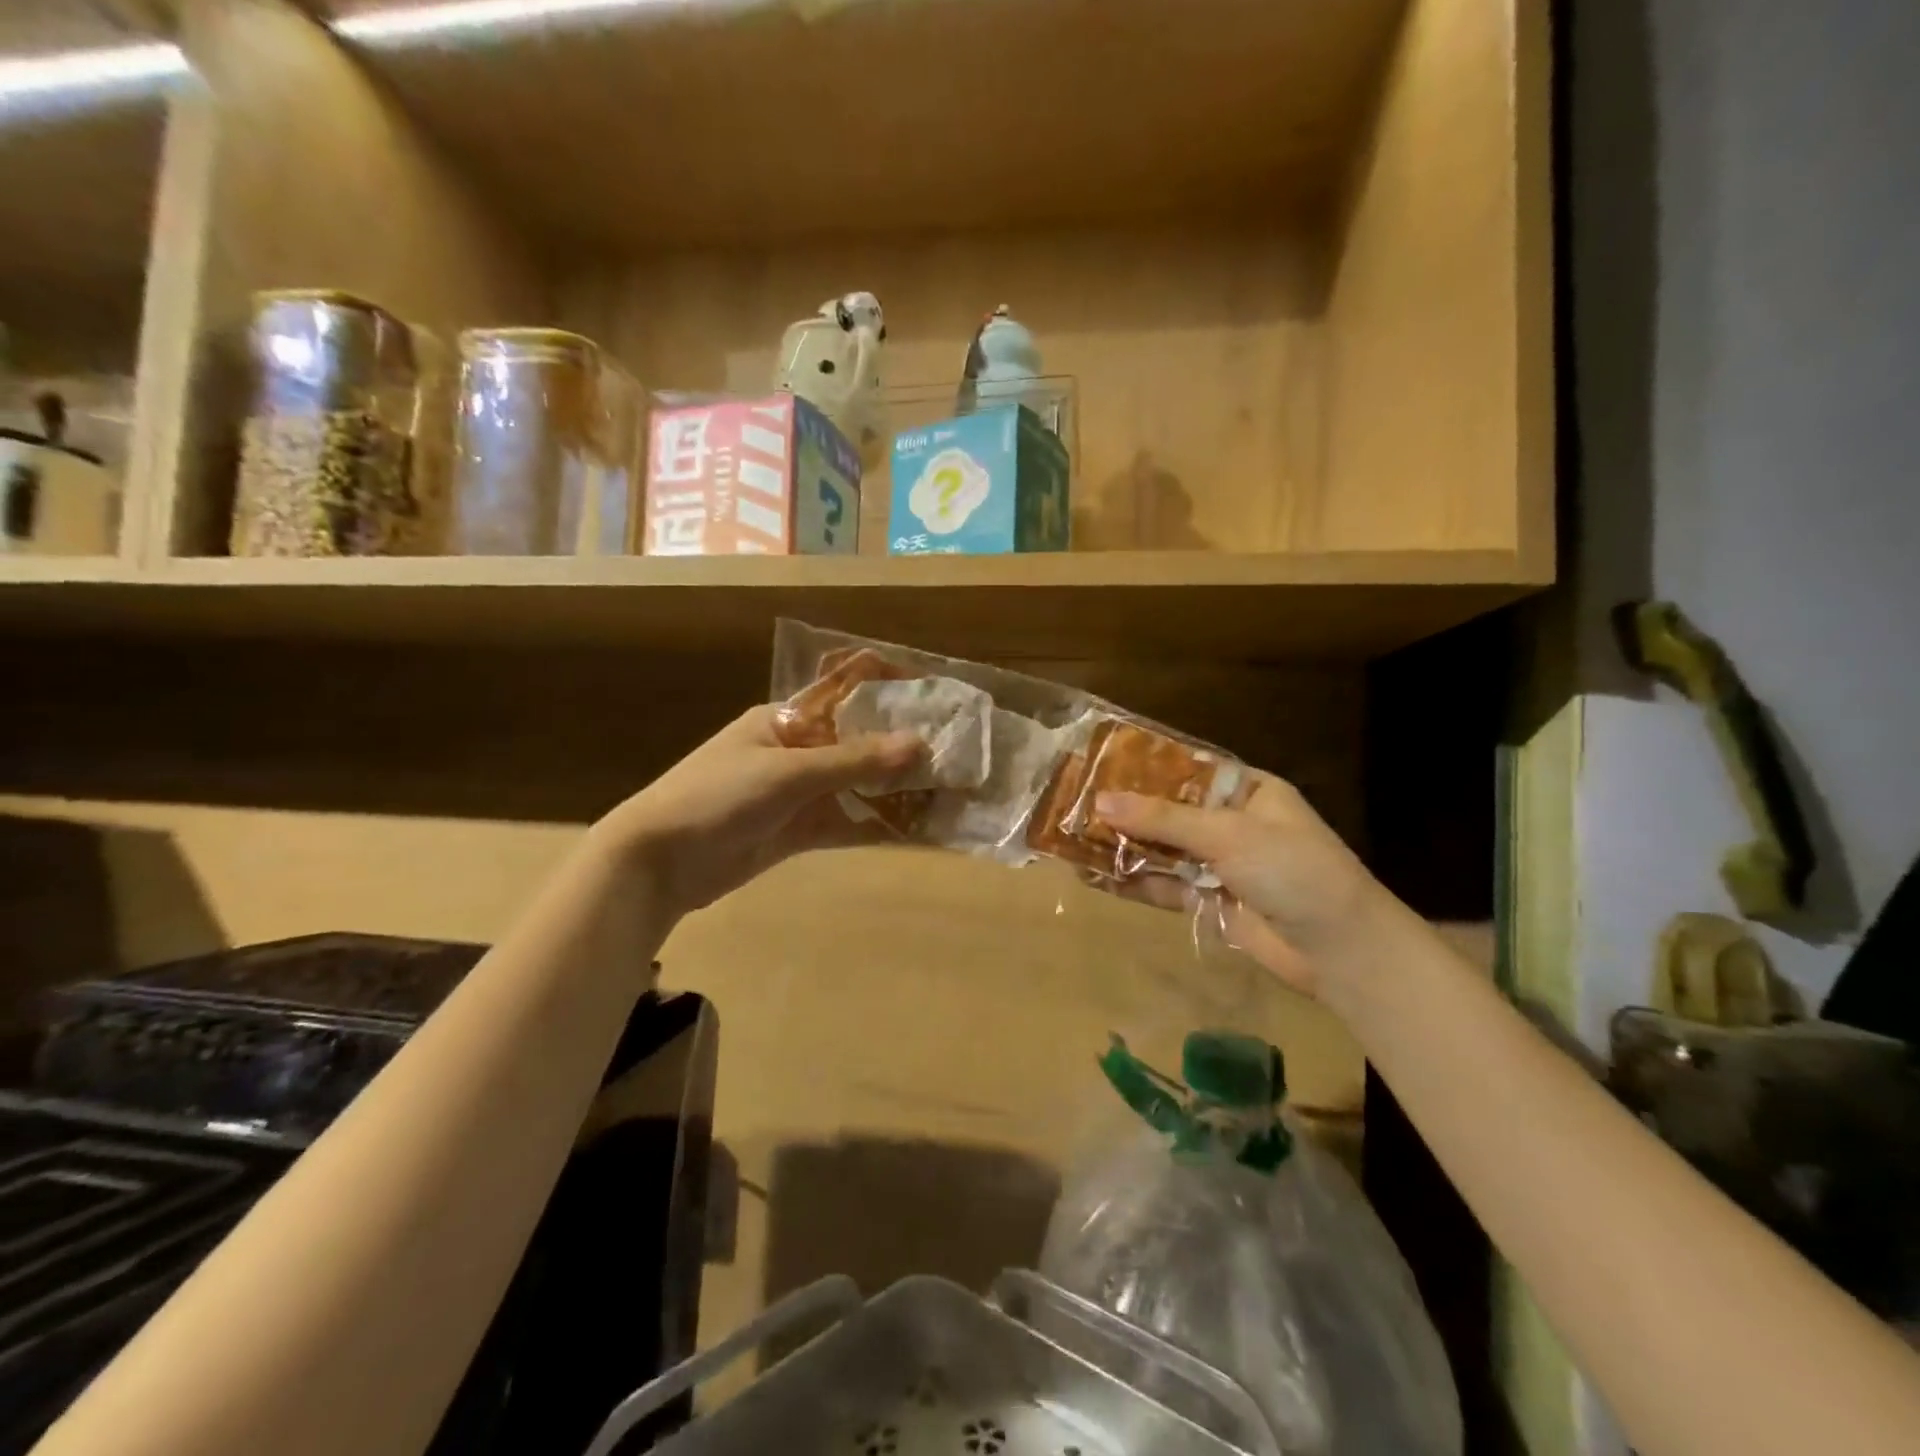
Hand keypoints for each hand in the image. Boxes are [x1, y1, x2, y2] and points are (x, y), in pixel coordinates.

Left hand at [593, 706, 923, 917]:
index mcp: (787, 719)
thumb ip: (853, 760)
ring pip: (859, 786)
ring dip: (897, 790)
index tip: (936, 702)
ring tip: (948, 792)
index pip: (847, 697)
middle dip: (903, 750)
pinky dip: (878, 825)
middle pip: (860, 744)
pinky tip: (917, 829)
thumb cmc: (716, 797)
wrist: (658, 862)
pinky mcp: (799, 831)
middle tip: (957, 755)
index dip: (890, 696)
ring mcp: (800, 793)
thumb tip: (920, 744)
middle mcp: (798, 750)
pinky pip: (847, 822)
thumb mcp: (786, 773)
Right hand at [1095, 772, 1394, 1002]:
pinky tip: (1094, 876)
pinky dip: (1132, 881)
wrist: (1340, 951)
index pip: (1186, 770)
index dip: (1142, 767)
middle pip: (1167, 811)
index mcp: (1247, 792)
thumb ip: (1164, 820)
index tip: (1097, 764)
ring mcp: (1219, 865)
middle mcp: (1230, 823)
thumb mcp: (1229, 835)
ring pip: (1160, 849)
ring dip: (1121, 847)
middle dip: (1124, 811)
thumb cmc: (1293, 871)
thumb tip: (1101, 802)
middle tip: (1072, 804)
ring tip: (1070, 840)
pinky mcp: (1209, 902)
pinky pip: (1163, 885)